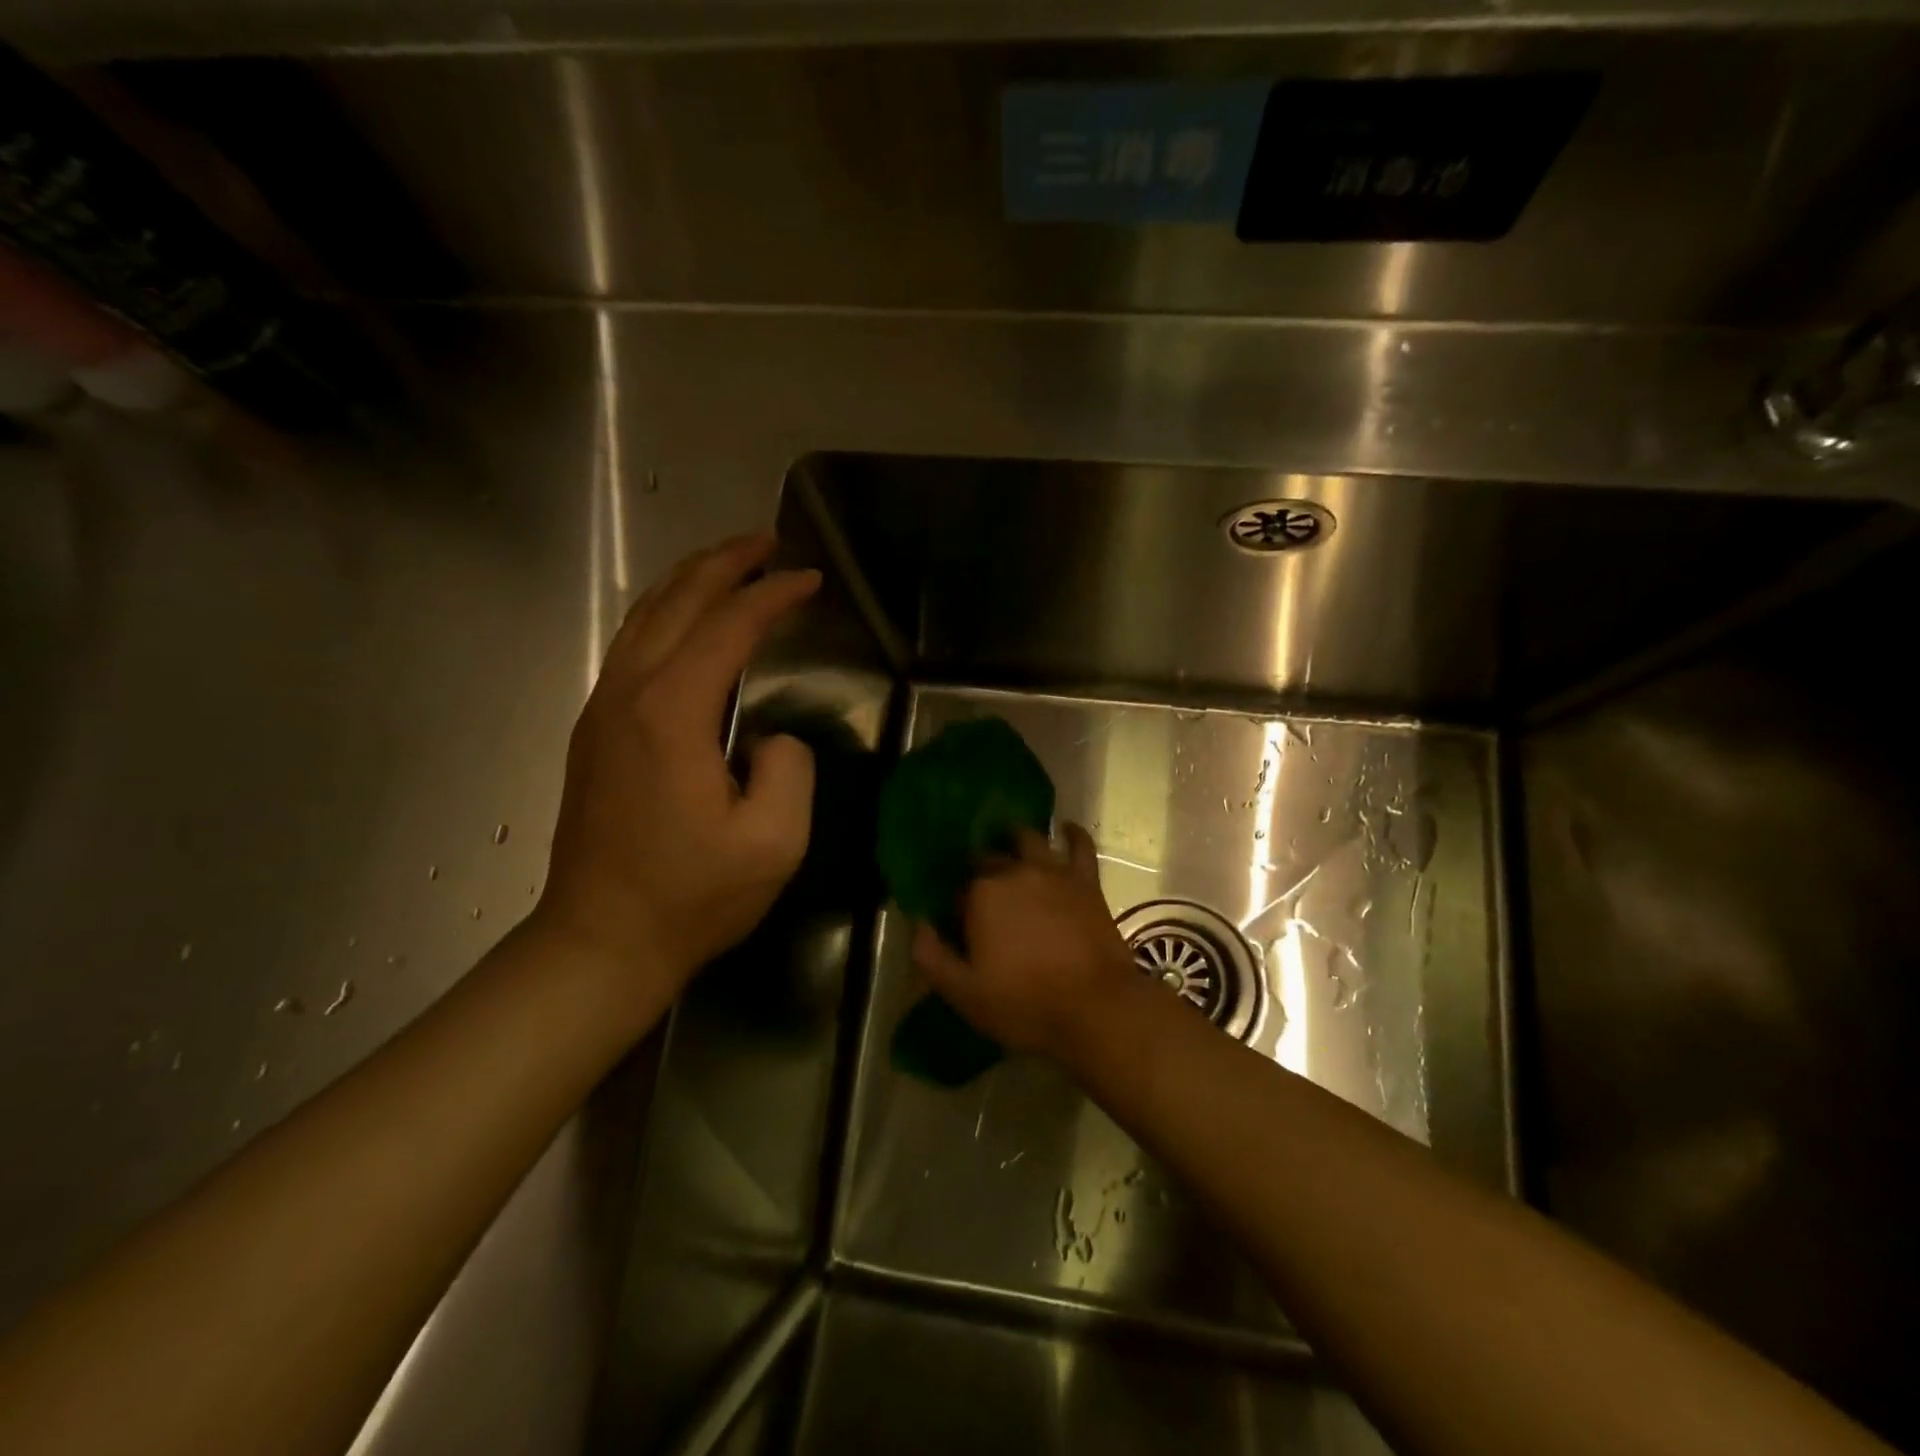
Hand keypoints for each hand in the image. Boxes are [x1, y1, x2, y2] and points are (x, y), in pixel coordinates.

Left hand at [536, 534, 820, 981]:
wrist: (601, 941)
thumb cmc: (692, 897)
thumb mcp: (774, 843)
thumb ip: (789, 770)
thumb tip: (767, 738)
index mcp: (671, 714)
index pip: (728, 627)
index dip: (772, 596)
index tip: (810, 581)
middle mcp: (628, 694)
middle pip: (675, 602)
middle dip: (724, 563)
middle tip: (768, 544)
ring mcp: (601, 710)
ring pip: (644, 618)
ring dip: (689, 582)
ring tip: (731, 565)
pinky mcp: (594, 731)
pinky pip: (630, 646)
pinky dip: (665, 615)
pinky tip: (687, 621)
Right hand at [911, 824, 1142, 1063]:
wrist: (1096, 1008)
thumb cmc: (1025, 1004)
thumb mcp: (963, 993)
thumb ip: (931, 956)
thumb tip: (918, 924)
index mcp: (980, 895)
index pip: (957, 888)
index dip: (956, 904)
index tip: (959, 924)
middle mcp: (1013, 871)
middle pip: (988, 858)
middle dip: (980, 870)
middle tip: (981, 892)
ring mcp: (1053, 871)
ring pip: (1027, 838)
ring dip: (1014, 839)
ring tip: (1009, 846)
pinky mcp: (1085, 880)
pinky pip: (1079, 845)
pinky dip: (1071, 834)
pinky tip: (1065, 830)